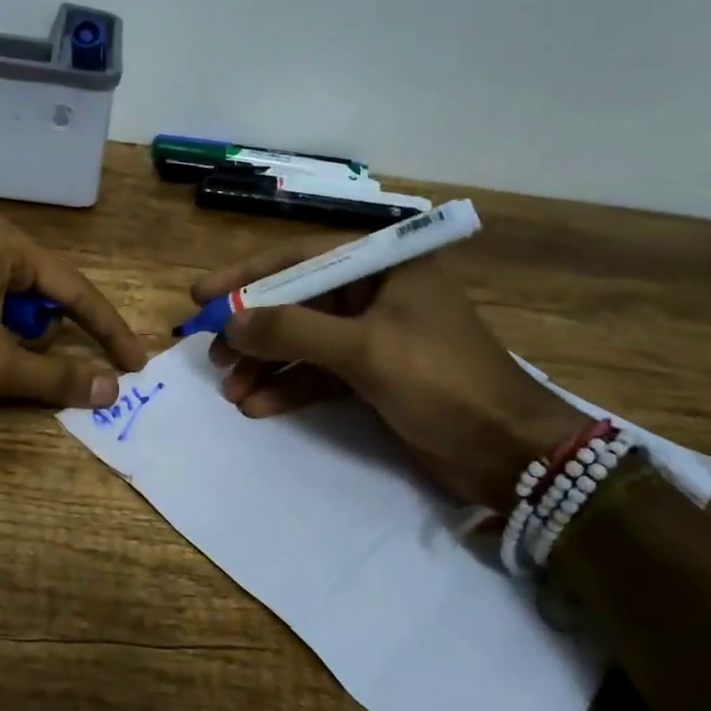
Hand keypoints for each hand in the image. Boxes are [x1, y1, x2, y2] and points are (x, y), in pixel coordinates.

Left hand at [0, 214, 147, 409]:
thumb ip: (57, 376)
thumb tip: (112, 390)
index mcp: (6, 243)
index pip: (75, 290)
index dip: (107, 331)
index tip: (135, 364)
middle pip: (44, 291)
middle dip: (50, 334)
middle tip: (42, 371)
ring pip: (12, 297)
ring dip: (17, 334)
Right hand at [192, 240, 583, 506]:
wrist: (509, 453)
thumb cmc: (443, 382)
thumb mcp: (365, 350)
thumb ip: (293, 330)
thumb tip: (229, 321)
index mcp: (383, 266)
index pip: (300, 257)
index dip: (246, 276)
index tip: (201, 296)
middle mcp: (374, 293)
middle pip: (296, 302)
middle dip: (253, 330)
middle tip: (212, 353)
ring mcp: (372, 335)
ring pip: (302, 341)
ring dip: (265, 365)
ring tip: (231, 391)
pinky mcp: (372, 374)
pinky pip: (317, 373)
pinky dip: (288, 387)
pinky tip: (258, 406)